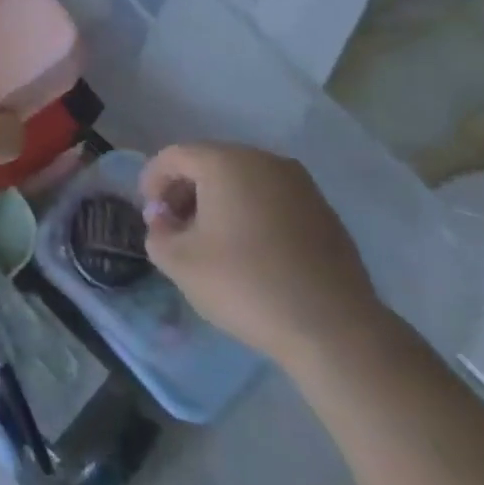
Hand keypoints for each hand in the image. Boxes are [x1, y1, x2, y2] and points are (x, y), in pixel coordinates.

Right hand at [141, 143, 388, 371]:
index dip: (153, 181)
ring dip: (219, 202)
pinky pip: (272, 199)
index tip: (149, 216)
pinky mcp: (324, 211)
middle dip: (186, 191)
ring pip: (244, 180)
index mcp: (226, 162)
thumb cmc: (246, 285)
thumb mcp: (179, 263)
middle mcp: (265, 160)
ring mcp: (300, 184)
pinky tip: (250, 252)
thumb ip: (157, 233)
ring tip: (211, 242)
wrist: (333, 328)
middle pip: (210, 163)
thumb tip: (165, 221)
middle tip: (175, 228)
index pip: (175, 156)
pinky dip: (252, 214)